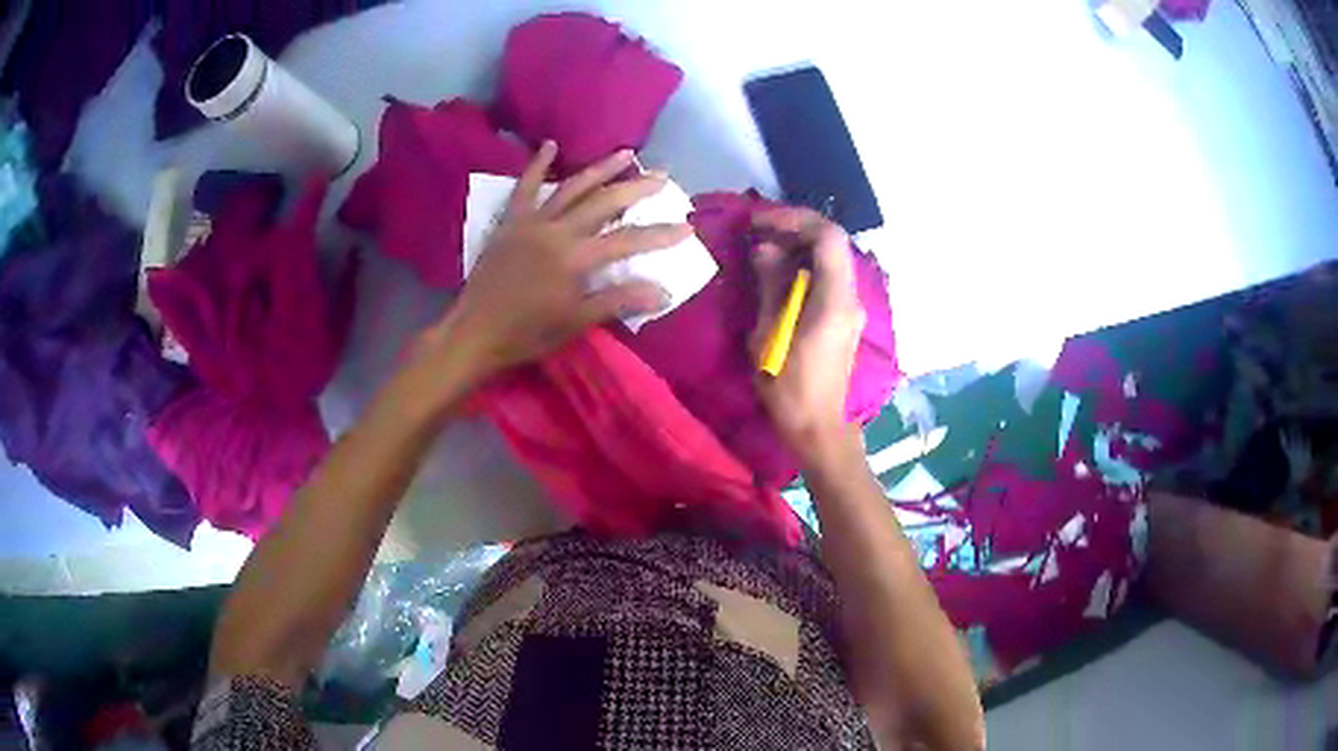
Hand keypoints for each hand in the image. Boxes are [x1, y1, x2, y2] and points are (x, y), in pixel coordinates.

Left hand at [417, 142, 690, 381]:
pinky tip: (550, 146)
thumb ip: (618, 300)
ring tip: (625, 153)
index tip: (687, 227)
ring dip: (600, 169)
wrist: (474, 333)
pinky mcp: (510, 222)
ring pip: (571, 188)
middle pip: (604, 203)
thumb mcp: (576, 322)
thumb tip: (662, 291)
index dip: (660, 235)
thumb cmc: (527, 333)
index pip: (628, 240)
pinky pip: (524, 188)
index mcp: (575, 258)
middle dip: (636, 188)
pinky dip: (537, 165)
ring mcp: (531, 222)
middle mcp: (556, 231)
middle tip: (662, 176)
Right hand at [751, 208, 865, 461]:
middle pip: (831, 243)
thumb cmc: (790, 389)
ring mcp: (850, 308)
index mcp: (835, 300)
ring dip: (797, 246)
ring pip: (830, 259)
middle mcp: (850, 297)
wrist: (818, 430)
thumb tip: (767, 248)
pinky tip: (776, 274)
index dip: (795, 219)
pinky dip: (803, 266)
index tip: (760, 223)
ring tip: (761, 248)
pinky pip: (827, 278)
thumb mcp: (770, 336)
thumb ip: (771, 286)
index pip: (828, 237)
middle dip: (794, 228)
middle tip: (757, 232)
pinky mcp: (842, 318)